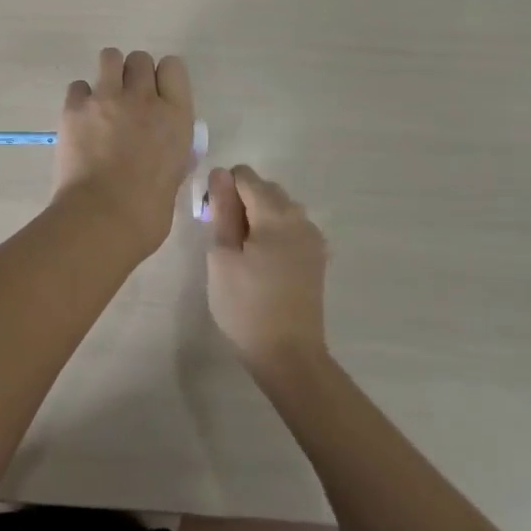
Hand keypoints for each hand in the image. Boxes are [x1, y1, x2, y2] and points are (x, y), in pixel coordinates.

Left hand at [53, 48, 194, 255]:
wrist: (102, 219)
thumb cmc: (147, 211)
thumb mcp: (174, 174)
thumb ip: (169, 149)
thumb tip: (161, 146)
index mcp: (176, 116)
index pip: (174, 67)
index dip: (163, 77)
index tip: (157, 94)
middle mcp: (144, 98)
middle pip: (140, 59)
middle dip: (134, 74)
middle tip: (128, 100)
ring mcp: (108, 98)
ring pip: (110, 57)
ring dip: (109, 73)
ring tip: (103, 99)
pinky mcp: (75, 107)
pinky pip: (78, 85)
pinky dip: (81, 98)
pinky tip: (81, 119)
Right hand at [205, 165, 329, 376]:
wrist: (289, 356)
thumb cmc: (246, 306)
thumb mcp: (223, 256)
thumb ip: (222, 210)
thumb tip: (220, 173)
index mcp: (276, 214)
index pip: (245, 176)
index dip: (223, 189)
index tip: (213, 220)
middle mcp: (300, 217)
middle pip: (266, 189)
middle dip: (242, 201)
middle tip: (225, 240)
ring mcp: (313, 238)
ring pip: (280, 208)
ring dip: (259, 217)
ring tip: (243, 253)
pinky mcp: (317, 257)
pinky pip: (292, 228)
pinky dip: (274, 233)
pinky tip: (263, 263)